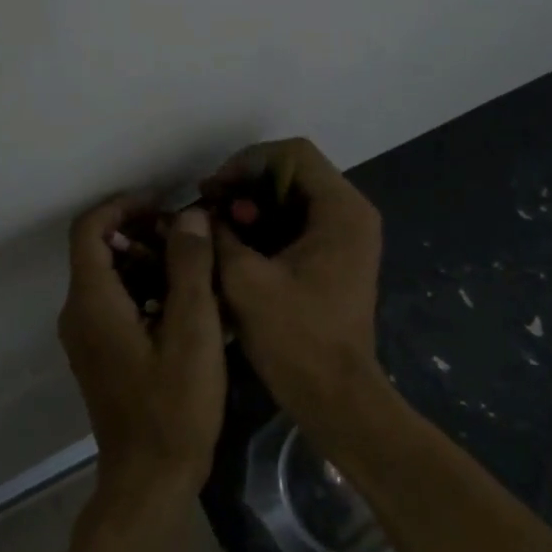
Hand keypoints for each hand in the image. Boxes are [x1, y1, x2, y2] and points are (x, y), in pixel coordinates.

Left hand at [58, 195, 226, 503]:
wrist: (149, 480)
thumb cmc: (174, 407)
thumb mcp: (193, 332)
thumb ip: (190, 268)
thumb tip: (190, 216)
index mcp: (92, 301)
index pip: (90, 228)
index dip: (124, 206)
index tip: (164, 204)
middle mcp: (78, 312)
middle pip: (98, 249)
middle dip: (142, 232)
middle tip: (189, 235)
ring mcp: (85, 336)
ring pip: (109, 276)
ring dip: (146, 260)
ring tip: (194, 266)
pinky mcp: (99, 353)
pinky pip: (114, 303)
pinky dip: (144, 288)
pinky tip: (184, 303)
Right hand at [204, 137, 384, 425]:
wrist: (335, 397)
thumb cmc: (295, 338)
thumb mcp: (245, 281)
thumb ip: (218, 235)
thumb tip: (199, 213)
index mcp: (341, 210)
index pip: (292, 154)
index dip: (246, 162)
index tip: (214, 190)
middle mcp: (352, 214)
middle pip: (293, 172)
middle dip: (246, 185)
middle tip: (210, 206)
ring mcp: (347, 236)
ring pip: (293, 198)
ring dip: (253, 206)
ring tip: (218, 227)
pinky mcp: (337, 257)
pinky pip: (298, 223)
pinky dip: (266, 226)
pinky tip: (236, 245)